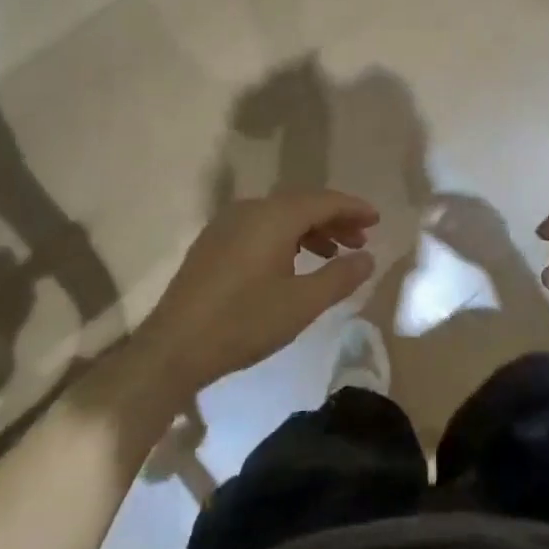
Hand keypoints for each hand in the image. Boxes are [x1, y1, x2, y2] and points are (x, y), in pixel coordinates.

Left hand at [137, 189, 378, 397]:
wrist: (172, 348)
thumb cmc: (243, 323)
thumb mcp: (301, 304)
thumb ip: (339, 277)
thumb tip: (367, 258)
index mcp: (274, 216)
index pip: (324, 201)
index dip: (353, 209)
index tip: (377, 220)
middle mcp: (250, 209)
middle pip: (302, 204)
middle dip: (334, 220)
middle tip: (360, 241)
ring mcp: (227, 224)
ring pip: (280, 216)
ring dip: (311, 230)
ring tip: (332, 255)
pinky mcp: (213, 242)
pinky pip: (261, 227)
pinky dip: (286, 237)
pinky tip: (294, 263)